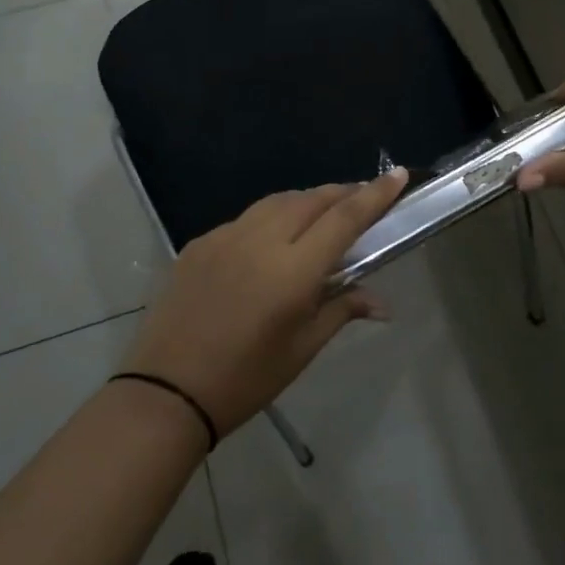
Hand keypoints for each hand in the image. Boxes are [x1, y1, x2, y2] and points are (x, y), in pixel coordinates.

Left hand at [122, 170, 409, 439]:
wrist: (166, 391)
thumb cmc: (245, 379)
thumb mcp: (302, 349)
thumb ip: (342, 310)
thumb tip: (382, 303)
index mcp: (293, 270)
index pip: (345, 218)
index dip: (375, 194)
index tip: (398, 174)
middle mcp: (261, 240)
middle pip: (312, 200)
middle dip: (342, 193)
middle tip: (362, 198)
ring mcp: (225, 237)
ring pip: (277, 202)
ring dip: (307, 201)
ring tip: (322, 213)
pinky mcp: (199, 243)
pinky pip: (245, 219)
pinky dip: (270, 219)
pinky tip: (272, 240)